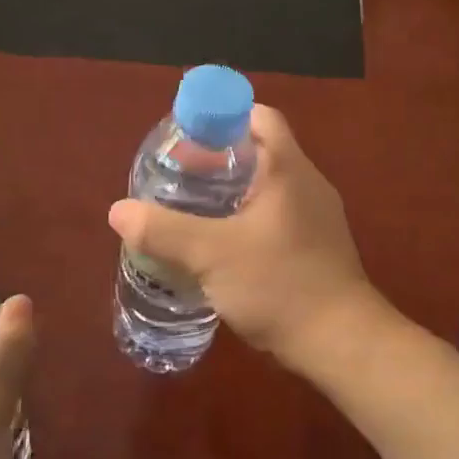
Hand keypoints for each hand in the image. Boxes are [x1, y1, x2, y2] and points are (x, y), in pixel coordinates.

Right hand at [108, 105, 378, 367]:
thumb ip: (162, 231)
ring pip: (265, 189)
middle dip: (215, 161)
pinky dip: (245, 221)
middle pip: (259, 152)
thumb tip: (118, 211)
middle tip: (176, 178)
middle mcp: (307, 185)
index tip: (185, 139)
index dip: (221, 118)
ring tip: (189, 212)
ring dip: (229, 194)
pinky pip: (274, 219)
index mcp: (288, 169)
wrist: (340, 342)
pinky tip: (219, 249)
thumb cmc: (279, 285)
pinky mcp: (316, 248)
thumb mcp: (211, 255)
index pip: (258, 117)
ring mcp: (316, 218)